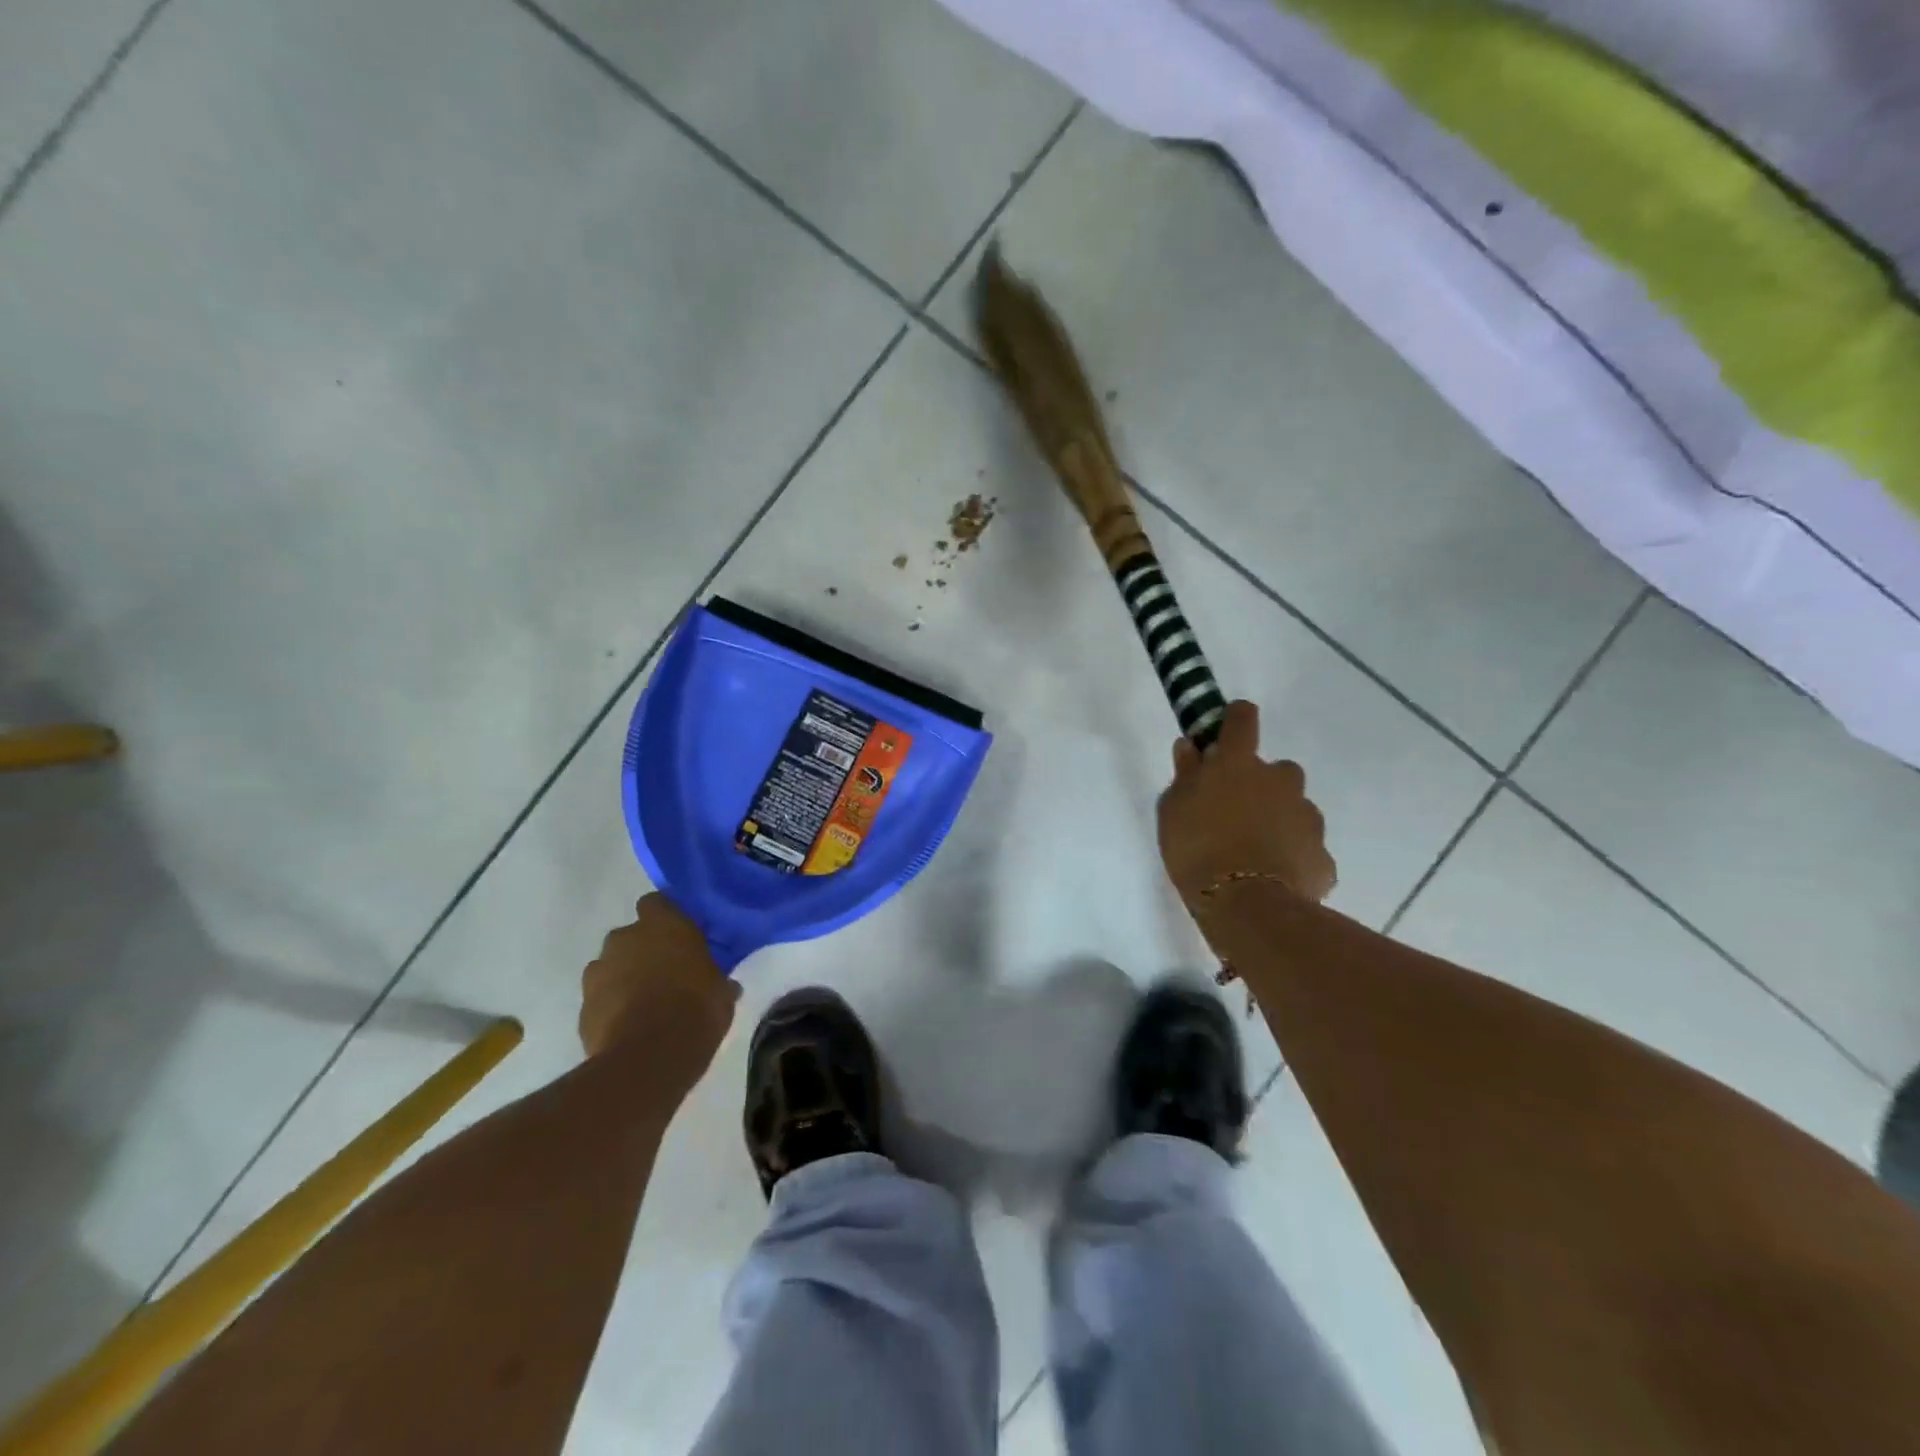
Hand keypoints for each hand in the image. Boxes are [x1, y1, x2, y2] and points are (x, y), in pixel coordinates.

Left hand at [580, 894, 739, 1091]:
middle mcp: (625, 938)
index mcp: (663, 924)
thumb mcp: (722, 992)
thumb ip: (717, 978)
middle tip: (666, 973)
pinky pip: (600, 997)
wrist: (647, 1058)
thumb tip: (724, 984)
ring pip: (611, 966)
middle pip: (631, 935)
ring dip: (623, 977)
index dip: (666, 918)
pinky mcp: (582, 1005)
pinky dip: (611, 1006)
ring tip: (644, 1003)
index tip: (680, 936)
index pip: (657, 903)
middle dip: (643, 950)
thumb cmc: (695, 1010)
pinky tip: (629, 1026)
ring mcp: (598, 971)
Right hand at [1157, 701, 1335, 913]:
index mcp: (1239, 763)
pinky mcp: (1322, 855)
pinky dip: (1292, 856)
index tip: (1226, 732)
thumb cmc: (1197, 848)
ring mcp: (1307, 817)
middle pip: (1276, 769)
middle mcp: (1280, 780)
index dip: (1235, 719)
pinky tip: (1274, 878)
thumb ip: (1185, 774)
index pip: (1243, 718)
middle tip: (1236, 813)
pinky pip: (1305, 847)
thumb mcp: (1173, 809)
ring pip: (1294, 808)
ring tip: (1254, 852)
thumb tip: (1190, 747)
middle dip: (1261, 785)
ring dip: (1278, 820)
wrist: (1246, 905)